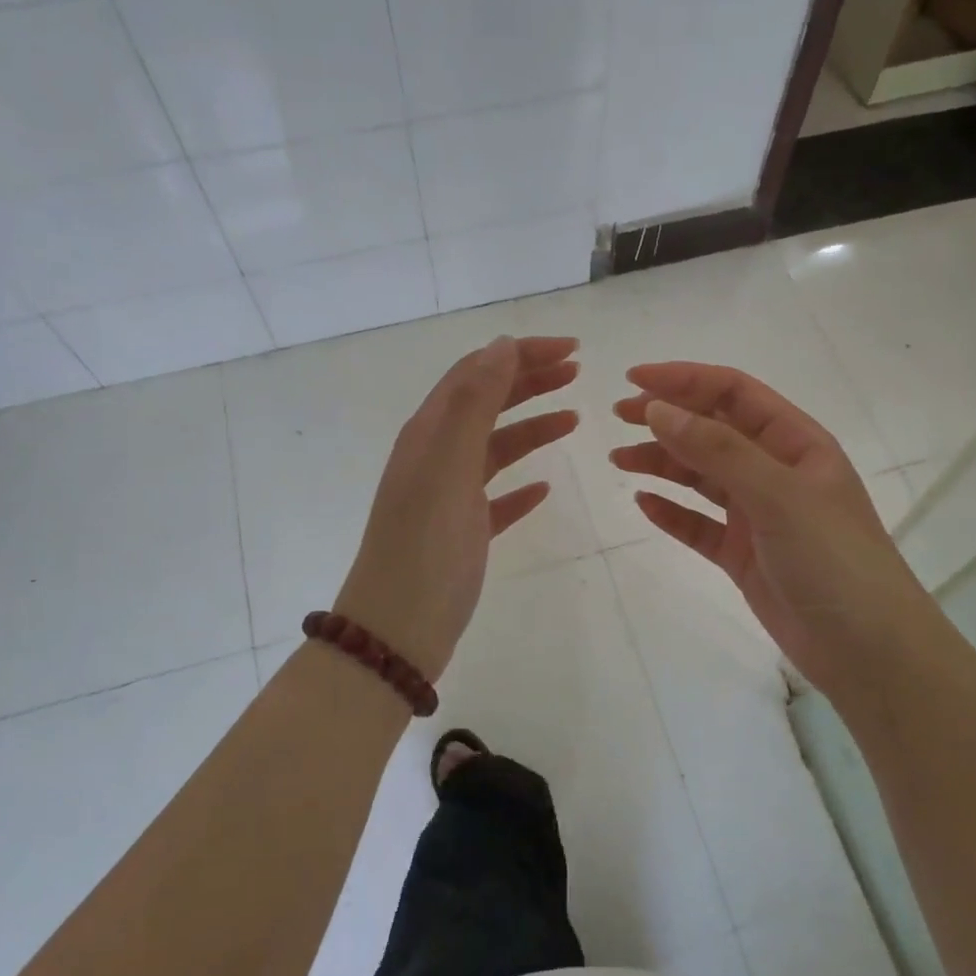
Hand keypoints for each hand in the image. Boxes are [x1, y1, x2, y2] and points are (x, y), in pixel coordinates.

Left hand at [335, 336, 578, 680]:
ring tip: (573, 417)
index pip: (477, 372)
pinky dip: (522, 484)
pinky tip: (544, 488)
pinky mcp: (464, 531)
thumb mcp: (449, 465)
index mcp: (430, 432)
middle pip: (487, 403)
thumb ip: (474, 403)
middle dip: (530, 380)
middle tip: (577, 372)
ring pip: (496, 446)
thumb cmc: (425, 545)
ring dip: (533, 426)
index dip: (521, 354)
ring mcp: (449, 494)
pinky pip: (497, 496)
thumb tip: (501, 345)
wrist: (398, 630)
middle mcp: (437, 455)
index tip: (571, 348)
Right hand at [612, 362, 917, 704]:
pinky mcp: (743, 554)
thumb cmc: (832, 558)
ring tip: (619, 460)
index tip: (634, 379)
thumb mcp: (777, 494)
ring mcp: (758, 514)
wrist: (866, 651)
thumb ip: (717, 450)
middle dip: (667, 418)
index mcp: (796, 442)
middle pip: (712, 430)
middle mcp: (775, 471)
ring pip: (701, 476)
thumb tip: (659, 409)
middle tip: (619, 415)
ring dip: (661, 463)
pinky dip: (672, 511)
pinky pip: (699, 524)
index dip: (685, 380)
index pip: (734, 394)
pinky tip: (643, 503)